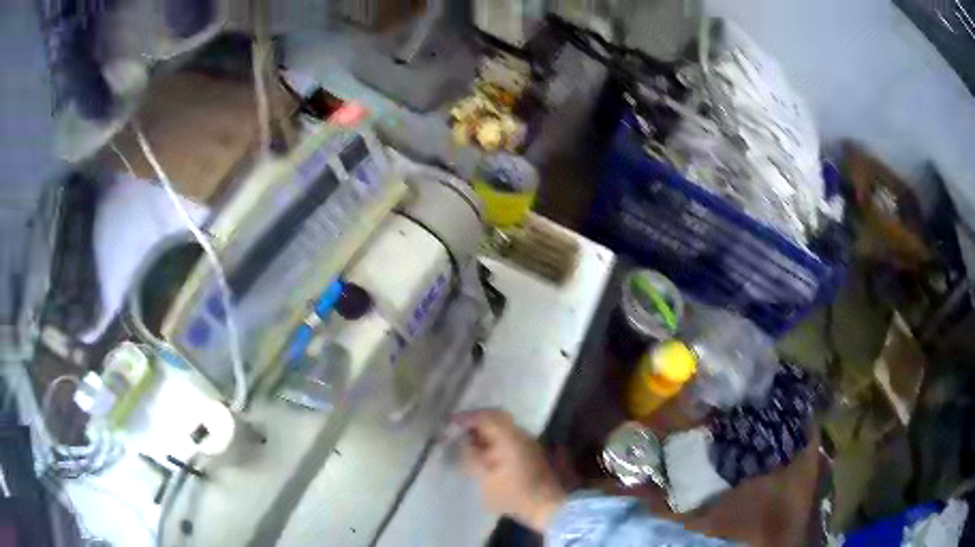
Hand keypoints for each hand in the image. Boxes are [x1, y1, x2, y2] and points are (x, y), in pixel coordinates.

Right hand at [455, 409, 567, 531]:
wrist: (546, 506)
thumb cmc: (513, 494)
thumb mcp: (484, 479)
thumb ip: (471, 457)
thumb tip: (463, 442)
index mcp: (509, 437)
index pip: (486, 416)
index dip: (467, 417)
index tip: (451, 422)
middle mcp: (521, 434)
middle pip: (496, 418)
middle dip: (476, 421)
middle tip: (459, 429)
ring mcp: (528, 442)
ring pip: (503, 427)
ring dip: (486, 431)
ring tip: (469, 441)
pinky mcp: (531, 453)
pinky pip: (508, 437)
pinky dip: (494, 439)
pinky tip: (484, 452)